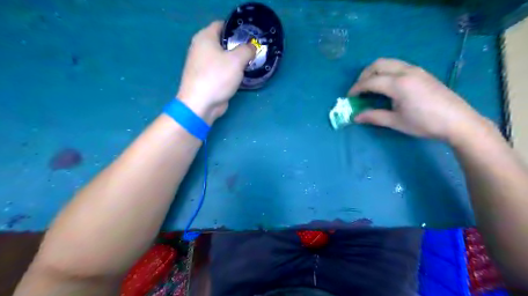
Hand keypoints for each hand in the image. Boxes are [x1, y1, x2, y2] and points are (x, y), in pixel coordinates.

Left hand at [176, 21, 256, 123]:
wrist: (200, 104)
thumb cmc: (217, 77)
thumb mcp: (237, 60)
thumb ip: (247, 50)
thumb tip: (252, 47)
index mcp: (205, 37)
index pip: (221, 25)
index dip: (236, 28)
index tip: (250, 36)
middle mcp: (201, 48)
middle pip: (222, 42)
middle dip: (237, 46)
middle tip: (252, 51)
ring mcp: (202, 64)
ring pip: (222, 57)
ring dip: (235, 60)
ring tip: (250, 62)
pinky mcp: (206, 78)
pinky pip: (220, 70)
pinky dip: (230, 71)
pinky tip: (241, 75)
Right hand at [350, 57, 487, 142]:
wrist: (458, 121)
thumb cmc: (424, 123)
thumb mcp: (396, 122)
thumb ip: (374, 117)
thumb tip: (355, 117)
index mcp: (398, 84)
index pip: (370, 81)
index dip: (356, 88)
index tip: (349, 97)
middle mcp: (406, 71)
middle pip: (378, 64)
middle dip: (364, 75)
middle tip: (359, 89)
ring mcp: (415, 70)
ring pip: (388, 62)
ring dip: (375, 71)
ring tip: (370, 86)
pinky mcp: (422, 72)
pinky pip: (398, 65)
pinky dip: (386, 71)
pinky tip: (387, 85)